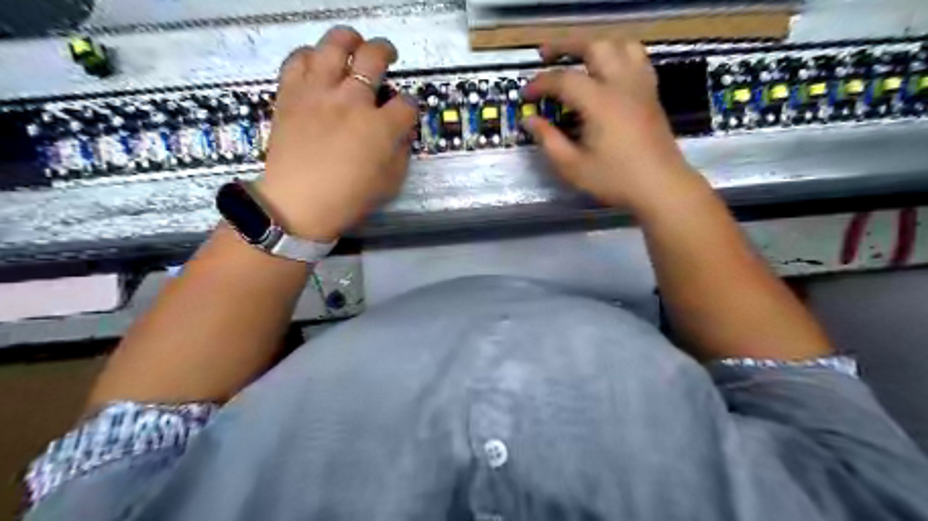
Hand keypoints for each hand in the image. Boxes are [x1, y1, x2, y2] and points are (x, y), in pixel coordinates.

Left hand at [261, 27, 419, 242]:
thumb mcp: (390, 183)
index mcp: (380, 127)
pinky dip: (310, 55)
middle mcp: (352, 101)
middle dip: (386, 52)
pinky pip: (298, 59)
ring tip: (353, 42)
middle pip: (374, 58)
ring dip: (349, 38)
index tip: (406, 110)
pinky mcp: (291, 93)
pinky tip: (318, 63)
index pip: (406, 104)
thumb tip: (402, 132)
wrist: (297, 204)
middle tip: (387, 55)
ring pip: (335, 44)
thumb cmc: (348, 199)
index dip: (411, 105)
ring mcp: (318, 92)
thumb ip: (402, 153)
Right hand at [521, 36, 703, 212]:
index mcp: (600, 102)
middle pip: (594, 45)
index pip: (564, 79)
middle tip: (545, 55)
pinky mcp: (652, 93)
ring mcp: (641, 85)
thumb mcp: (573, 167)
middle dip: (566, 45)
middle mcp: (621, 84)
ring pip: (620, 44)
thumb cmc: (615, 179)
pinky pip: (637, 58)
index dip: (540, 83)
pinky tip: (608, 70)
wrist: (661, 186)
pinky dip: (618, 54)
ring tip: (578, 56)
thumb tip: (529, 120)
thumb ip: (548, 140)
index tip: (525, 95)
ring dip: (595, 44)